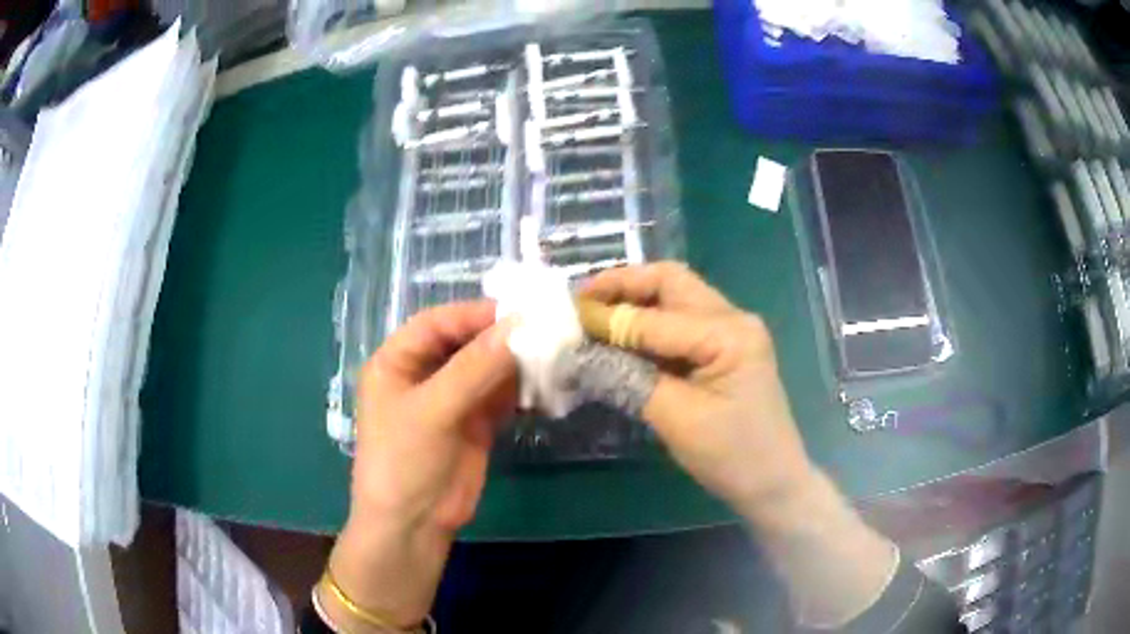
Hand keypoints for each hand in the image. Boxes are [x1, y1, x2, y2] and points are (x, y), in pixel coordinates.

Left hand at [324, 301, 515, 629]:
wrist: (413, 525)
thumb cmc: (404, 461)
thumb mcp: (434, 410)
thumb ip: (475, 368)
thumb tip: (520, 326)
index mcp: (398, 361)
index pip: (438, 323)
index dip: (475, 314)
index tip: (520, 312)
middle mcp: (424, 374)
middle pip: (466, 342)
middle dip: (502, 337)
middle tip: (546, 330)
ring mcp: (451, 399)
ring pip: (487, 368)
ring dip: (517, 362)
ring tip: (554, 354)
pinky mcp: (475, 422)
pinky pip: (500, 395)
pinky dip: (522, 389)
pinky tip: (547, 383)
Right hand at [583, 262, 815, 525]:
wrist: (773, 484)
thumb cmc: (732, 456)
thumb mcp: (677, 419)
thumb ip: (628, 378)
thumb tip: (580, 353)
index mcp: (729, 333)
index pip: (656, 317)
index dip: (609, 318)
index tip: (566, 320)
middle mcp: (733, 319)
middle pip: (671, 283)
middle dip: (623, 286)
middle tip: (582, 302)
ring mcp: (731, 332)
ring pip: (675, 298)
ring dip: (634, 302)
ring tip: (594, 316)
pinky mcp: (724, 350)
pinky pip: (680, 324)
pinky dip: (648, 325)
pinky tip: (622, 339)